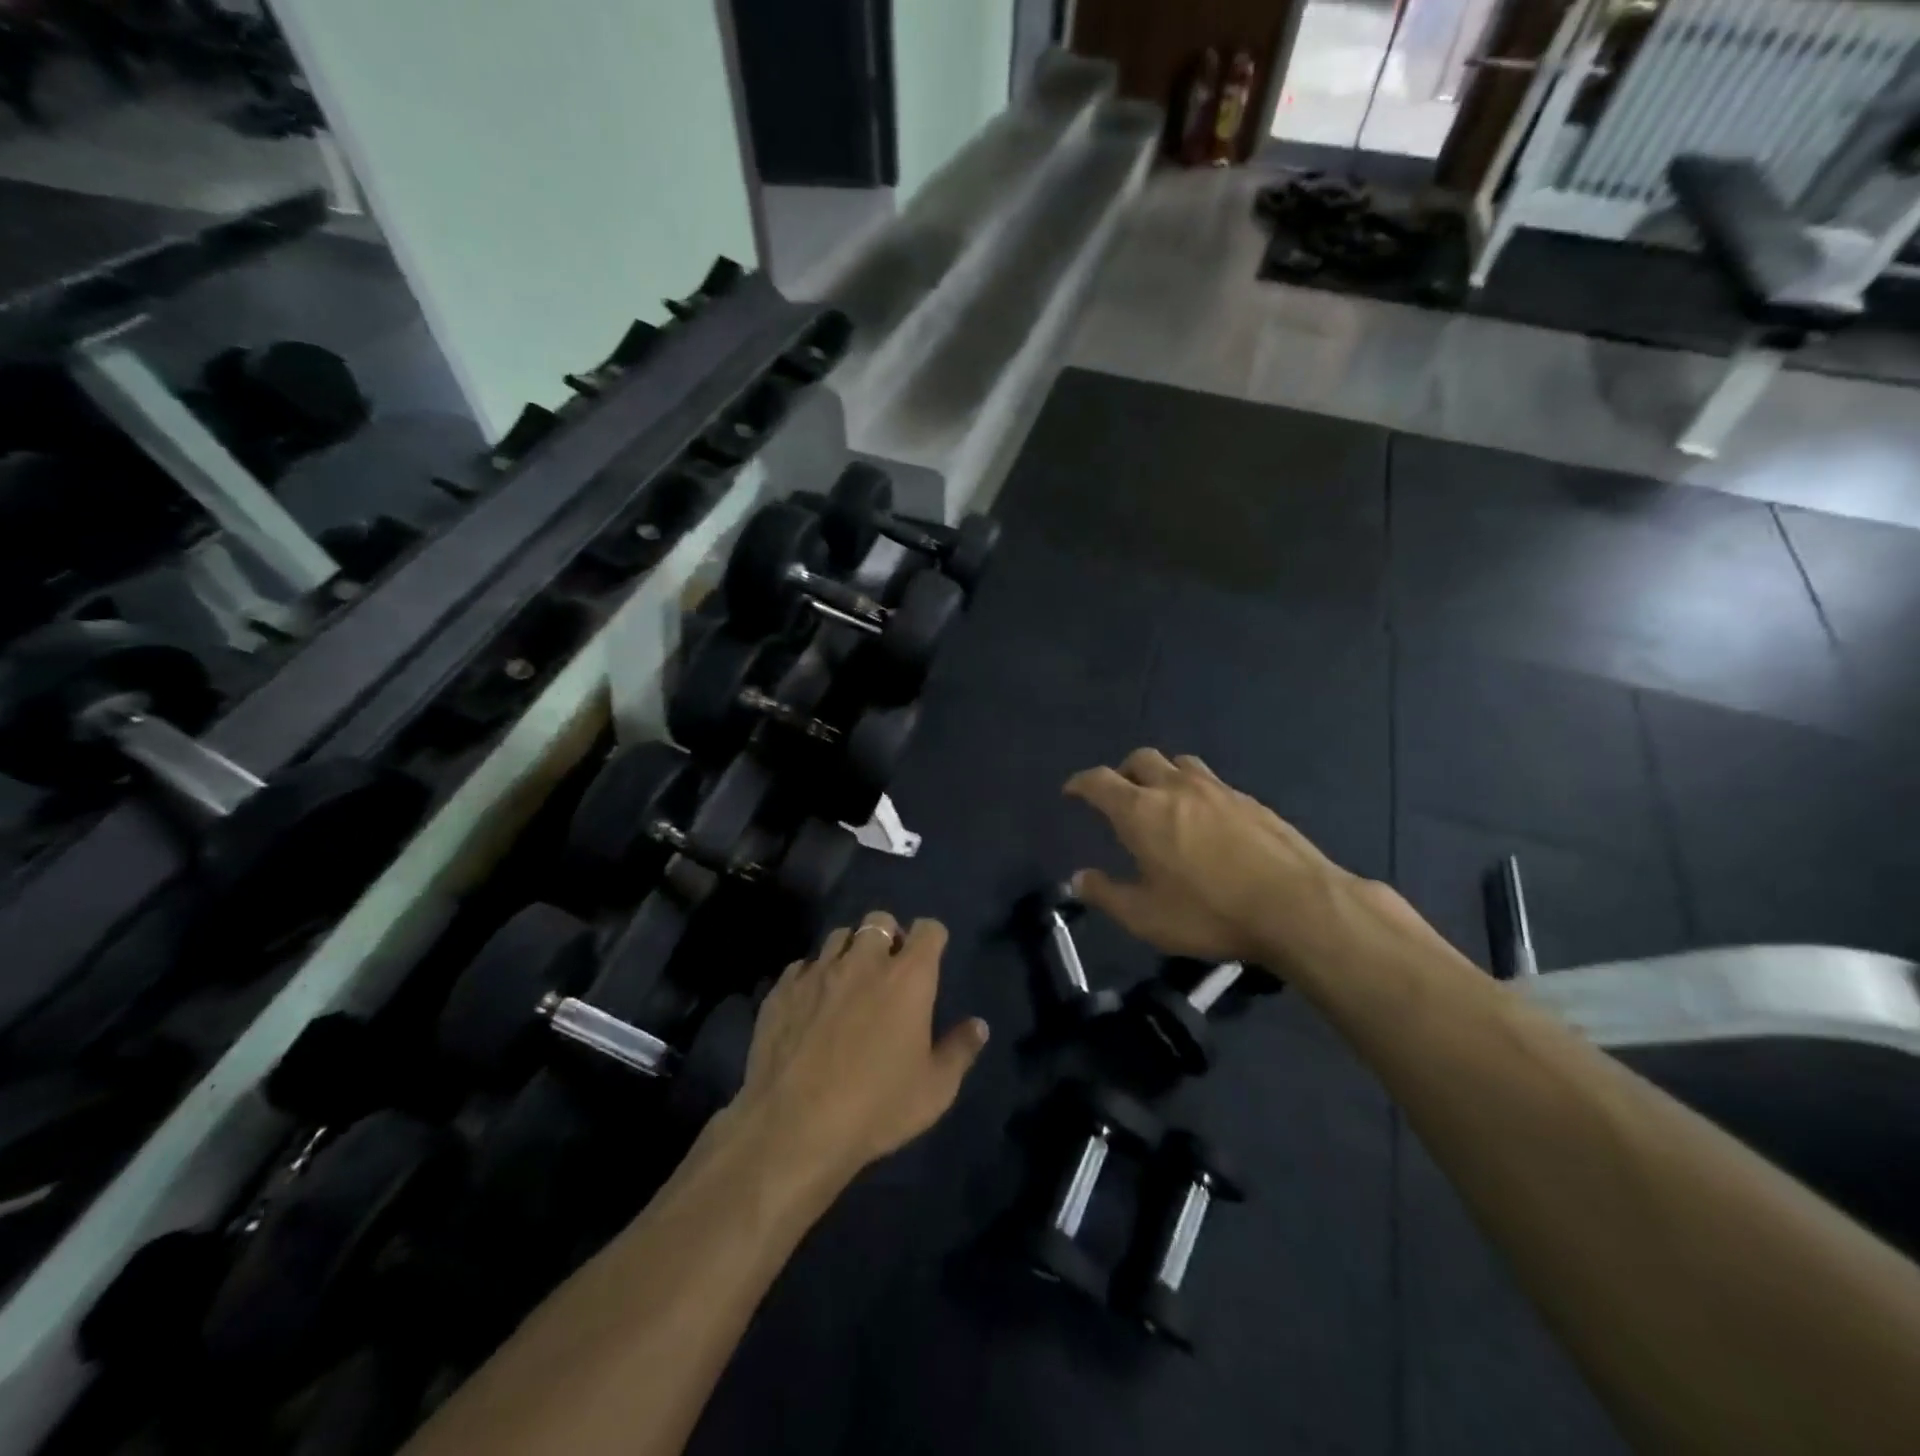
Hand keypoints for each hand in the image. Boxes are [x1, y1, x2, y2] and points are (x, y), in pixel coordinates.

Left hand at [726, 914, 987, 1187]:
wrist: (793, 1127)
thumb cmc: (876, 1107)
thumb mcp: (934, 1090)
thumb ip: (960, 1050)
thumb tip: (979, 1026)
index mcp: (908, 977)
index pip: (928, 930)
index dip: (932, 938)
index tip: (931, 957)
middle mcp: (863, 961)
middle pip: (879, 921)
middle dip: (889, 935)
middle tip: (890, 969)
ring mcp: (818, 972)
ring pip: (838, 936)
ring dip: (850, 950)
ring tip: (849, 980)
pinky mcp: (782, 990)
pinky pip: (802, 965)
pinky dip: (813, 975)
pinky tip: (812, 1003)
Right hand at [1065, 749, 1410, 981]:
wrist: (1296, 906)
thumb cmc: (1210, 912)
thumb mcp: (1146, 917)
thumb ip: (1107, 894)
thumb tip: (1078, 878)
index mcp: (1141, 811)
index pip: (1099, 781)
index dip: (1080, 783)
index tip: (1072, 791)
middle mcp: (1176, 788)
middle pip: (1141, 759)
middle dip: (1122, 772)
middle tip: (1118, 795)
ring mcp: (1218, 790)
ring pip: (1180, 763)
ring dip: (1162, 773)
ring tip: (1162, 798)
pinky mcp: (1251, 801)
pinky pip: (1213, 782)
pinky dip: (1196, 790)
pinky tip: (1206, 819)